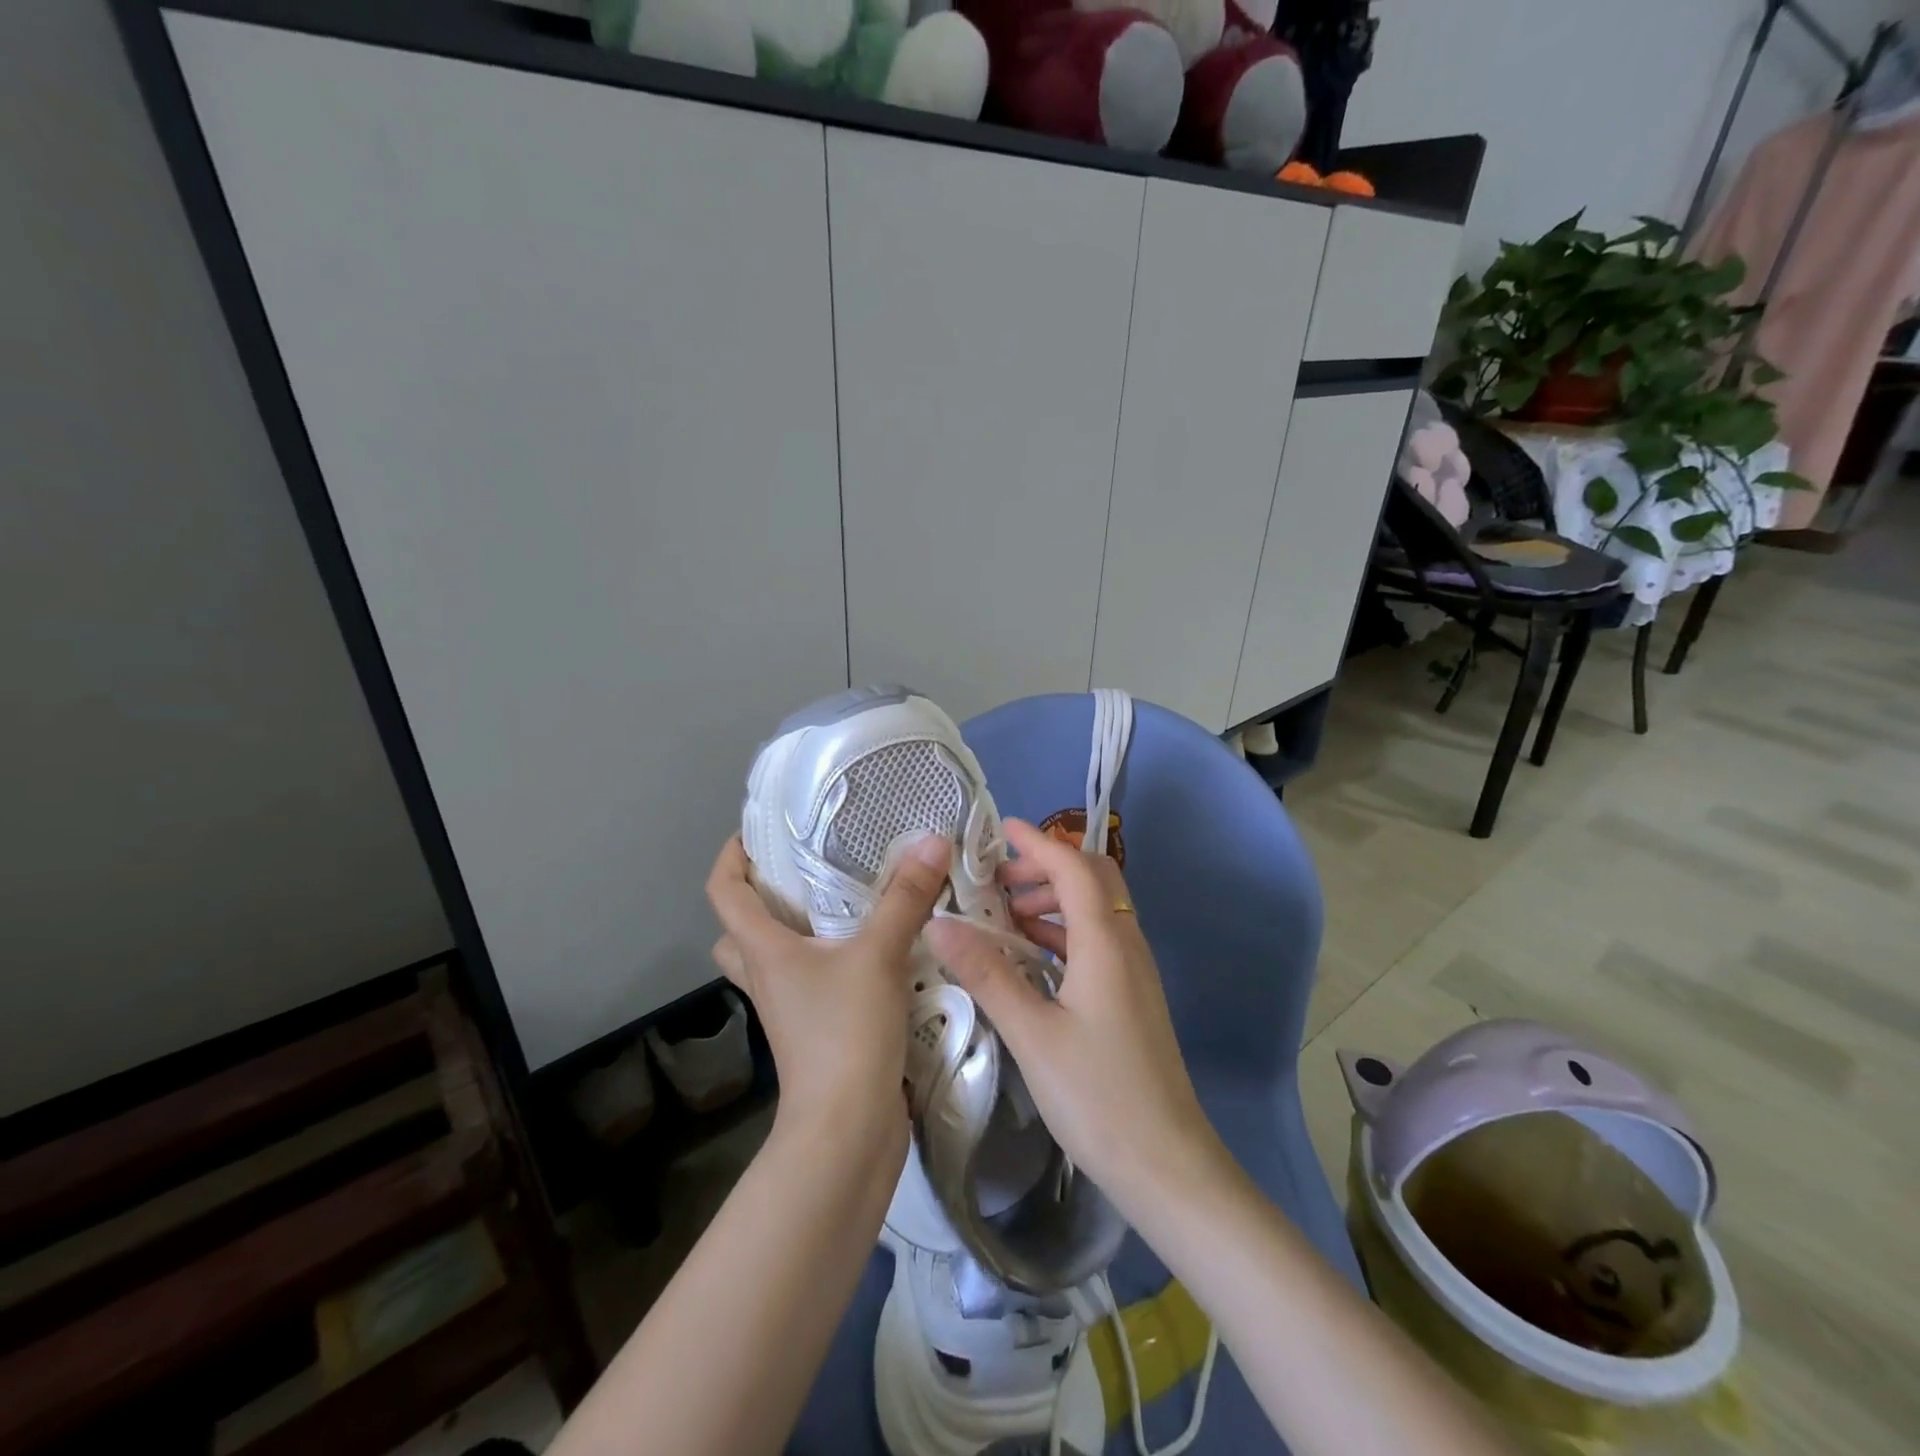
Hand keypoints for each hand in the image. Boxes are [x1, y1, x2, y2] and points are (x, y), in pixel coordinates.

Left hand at [705, 834, 950, 1147]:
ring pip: (775, 959)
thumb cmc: (844, 1033)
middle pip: (740, 930)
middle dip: (761, 898)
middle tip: (803, 871)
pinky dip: (830, 961)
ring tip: (842, 903)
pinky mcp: (816, 1031)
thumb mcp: (878, 955)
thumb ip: (906, 898)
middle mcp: (768, 977)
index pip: (724, 892)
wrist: (848, 1129)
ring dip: (796, 932)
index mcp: (764, 951)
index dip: (731, 857)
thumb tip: (932, 840)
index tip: (756, 832)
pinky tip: (874, 949)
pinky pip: (811, 982)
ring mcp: (790, 1009)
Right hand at [924, 819, 1224, 1210]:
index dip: (1038, 842)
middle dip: (1045, 867)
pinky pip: (1098, 941)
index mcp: (1106, 942)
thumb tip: (941, 924)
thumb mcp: (1032, 1034)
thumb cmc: (1098, 1095)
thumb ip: (987, 974)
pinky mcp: (1132, 997)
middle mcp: (1126, 944)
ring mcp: (1134, 971)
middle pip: (1092, 879)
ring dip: (1054, 900)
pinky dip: (1063, 931)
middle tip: (996, 881)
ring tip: (1005, 916)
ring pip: (1096, 910)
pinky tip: (1031, 958)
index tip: (1000, 829)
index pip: (1073, 867)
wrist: (1167, 1164)